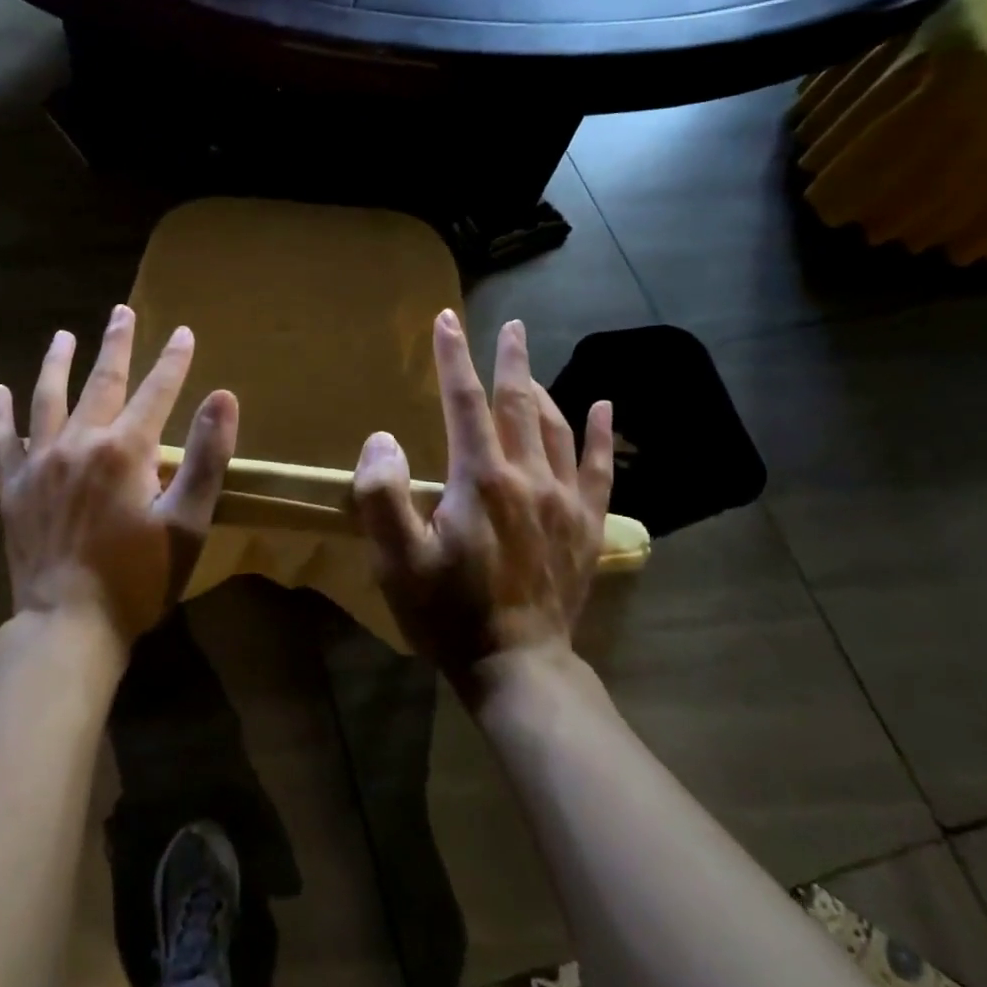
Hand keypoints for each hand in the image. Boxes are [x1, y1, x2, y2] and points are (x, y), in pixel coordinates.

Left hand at [0, 304, 238, 651]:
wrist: (67, 624)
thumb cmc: (137, 578)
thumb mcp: (187, 523)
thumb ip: (207, 457)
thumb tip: (224, 397)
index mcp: (125, 450)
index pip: (157, 391)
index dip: (174, 360)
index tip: (184, 332)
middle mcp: (79, 442)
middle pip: (101, 381)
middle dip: (116, 344)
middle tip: (121, 311)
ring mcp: (40, 463)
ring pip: (47, 398)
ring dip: (57, 363)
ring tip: (62, 336)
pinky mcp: (12, 487)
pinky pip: (3, 440)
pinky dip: (0, 413)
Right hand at [352, 310, 613, 699]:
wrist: (517, 666)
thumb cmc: (448, 612)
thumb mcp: (397, 560)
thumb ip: (382, 494)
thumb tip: (384, 438)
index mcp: (480, 479)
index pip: (464, 402)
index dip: (452, 358)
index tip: (446, 320)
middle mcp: (527, 477)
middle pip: (518, 403)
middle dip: (509, 359)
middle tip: (510, 325)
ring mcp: (563, 500)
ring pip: (555, 427)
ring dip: (541, 389)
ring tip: (529, 366)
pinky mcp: (586, 524)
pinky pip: (599, 467)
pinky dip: (601, 434)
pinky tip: (604, 407)